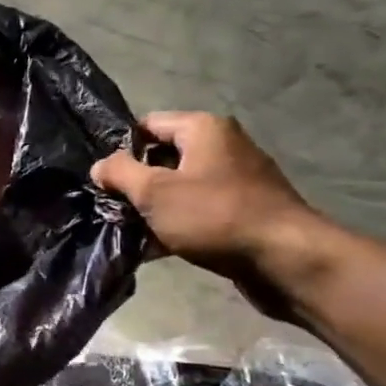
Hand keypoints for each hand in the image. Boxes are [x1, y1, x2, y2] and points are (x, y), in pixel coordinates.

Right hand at [91, 112, 325, 321]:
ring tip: (128, 232)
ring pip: (179, 188)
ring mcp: (236, 180)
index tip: (104, 179)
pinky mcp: (243, 211)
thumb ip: (120, 174)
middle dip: (135, 184)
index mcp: (203, 128)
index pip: (148, 125)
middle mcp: (222, 146)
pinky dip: (176, 225)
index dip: (121, 149)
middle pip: (163, 157)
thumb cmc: (215, 216)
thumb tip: (99, 165)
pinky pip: (198, 211)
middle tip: (111, 208)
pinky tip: (155, 250)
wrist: (286, 259)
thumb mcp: (155, 192)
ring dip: (153, 209)